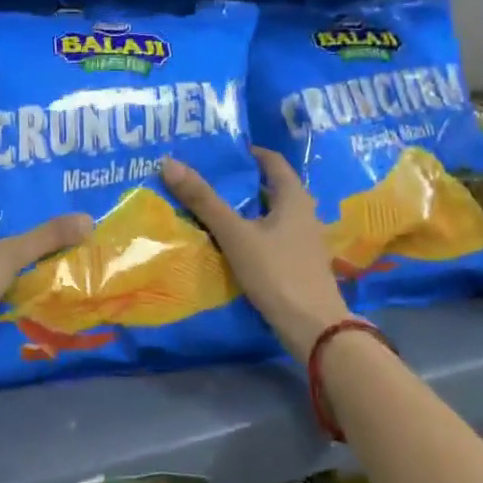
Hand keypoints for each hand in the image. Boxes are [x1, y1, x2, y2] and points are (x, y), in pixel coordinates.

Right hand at [161, 149, 350, 363]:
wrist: (313, 329)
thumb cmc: (277, 272)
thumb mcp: (235, 234)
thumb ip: (204, 200)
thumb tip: (169, 162)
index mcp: (294, 197)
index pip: (271, 161)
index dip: (245, 153)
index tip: (216, 153)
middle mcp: (303, 212)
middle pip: (268, 187)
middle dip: (238, 182)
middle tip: (203, 179)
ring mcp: (302, 240)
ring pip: (267, 214)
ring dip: (242, 209)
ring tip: (207, 208)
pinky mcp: (296, 263)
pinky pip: (269, 237)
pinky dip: (248, 233)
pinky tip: (226, 242)